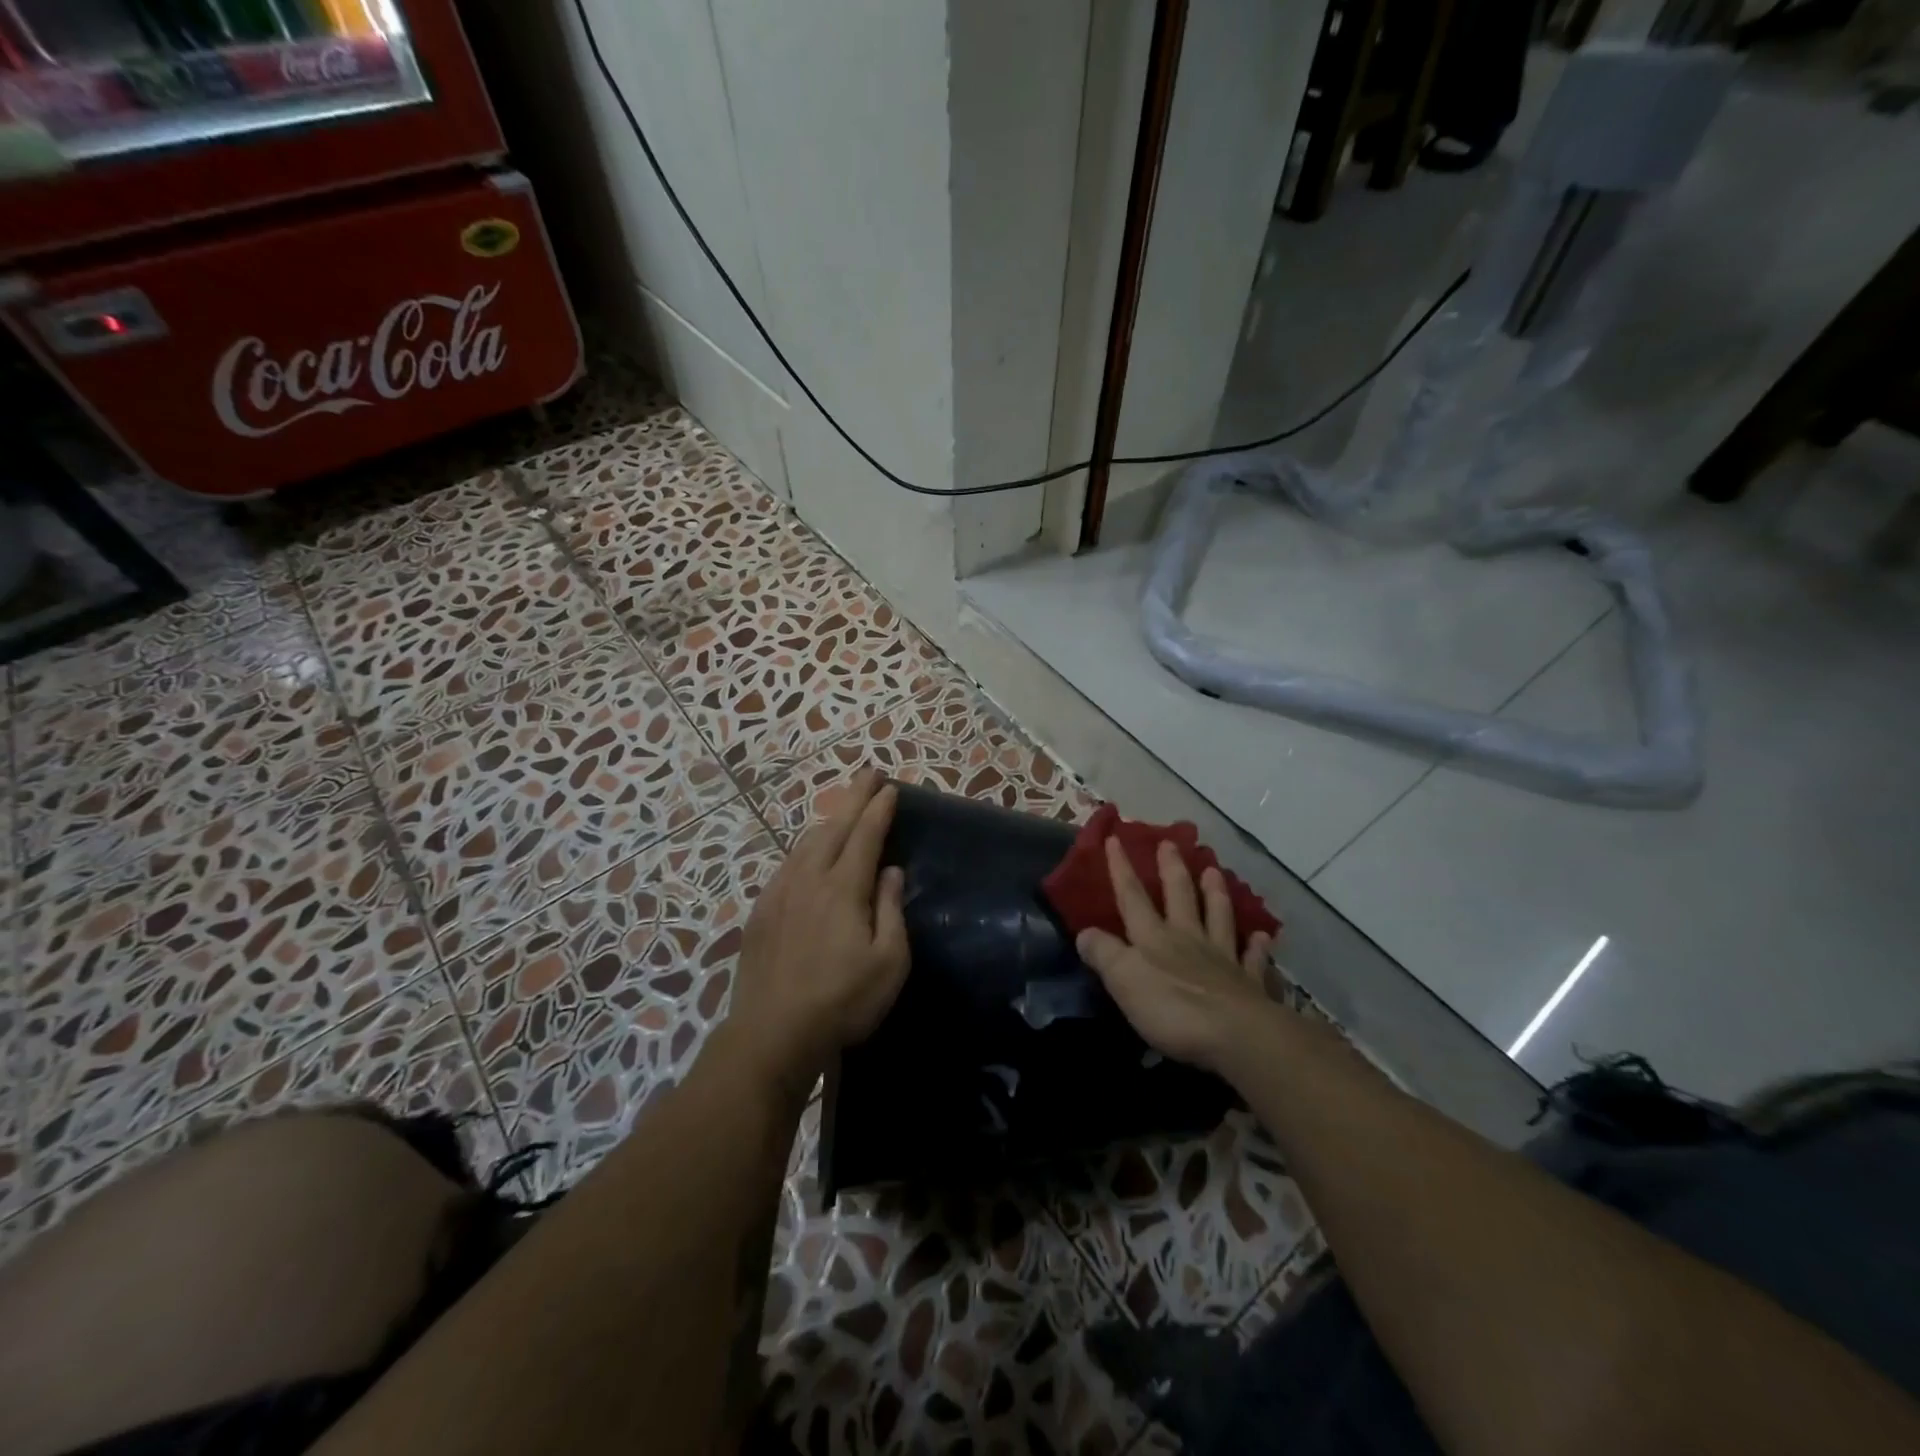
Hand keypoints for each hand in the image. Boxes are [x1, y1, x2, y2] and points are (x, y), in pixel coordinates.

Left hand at [726, 770, 910, 1085]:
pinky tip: (807, 853)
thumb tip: (890, 871)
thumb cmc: (842, 1001)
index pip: (865, 836)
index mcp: (843, 888)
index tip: (889, 787)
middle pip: (834, 827)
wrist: (772, 1033)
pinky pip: (786, 864)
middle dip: (853, 798)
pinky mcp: (761, 912)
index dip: (878, 809)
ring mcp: (779, 893)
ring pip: (806, 843)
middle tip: (868, 774)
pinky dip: (804, 847)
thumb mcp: (889, 962)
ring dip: (828, 820)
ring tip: (842, 809)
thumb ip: (891, 910)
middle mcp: (809, 879)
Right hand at [1075, 838, 1275, 1073]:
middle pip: (1179, 897)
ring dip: (1215, 894)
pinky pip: (1252, 959)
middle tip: (1170, 843)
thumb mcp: (1123, 980)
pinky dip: (1256, 946)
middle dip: (1171, 869)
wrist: (1236, 1036)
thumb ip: (1104, 954)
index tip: (1116, 839)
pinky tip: (1262, 936)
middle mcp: (1188, 939)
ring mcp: (1221, 959)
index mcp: (1154, 938)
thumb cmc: (1172, 1008)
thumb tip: (1084, 932)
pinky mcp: (1248, 985)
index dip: (1121, 869)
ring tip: (1214, 871)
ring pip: (1217, 917)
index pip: (1132, 897)